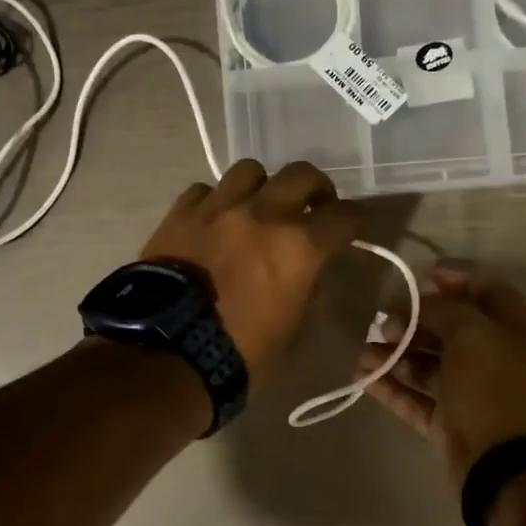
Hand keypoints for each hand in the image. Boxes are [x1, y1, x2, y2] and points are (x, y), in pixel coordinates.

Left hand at [140, 160, 362, 385]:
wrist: (168, 353)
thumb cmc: (240, 352)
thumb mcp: (291, 328)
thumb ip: (306, 288)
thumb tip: (309, 272)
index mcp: (299, 246)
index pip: (344, 216)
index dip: (357, 219)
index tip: (356, 225)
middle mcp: (263, 214)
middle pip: (301, 174)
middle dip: (316, 188)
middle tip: (314, 206)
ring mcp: (218, 208)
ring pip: (250, 171)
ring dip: (262, 187)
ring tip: (258, 207)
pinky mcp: (180, 214)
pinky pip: (204, 190)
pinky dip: (216, 201)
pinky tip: (214, 220)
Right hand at [358, 263, 525, 487]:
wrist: (514, 466)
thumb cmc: (497, 386)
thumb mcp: (472, 333)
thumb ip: (441, 310)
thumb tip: (415, 304)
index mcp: (511, 325)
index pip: (483, 289)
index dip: (452, 278)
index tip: (416, 277)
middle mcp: (491, 354)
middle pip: (447, 326)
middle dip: (412, 319)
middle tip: (380, 318)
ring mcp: (467, 391)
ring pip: (425, 363)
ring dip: (393, 353)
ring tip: (362, 350)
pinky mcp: (445, 422)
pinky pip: (413, 397)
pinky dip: (389, 386)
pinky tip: (361, 376)